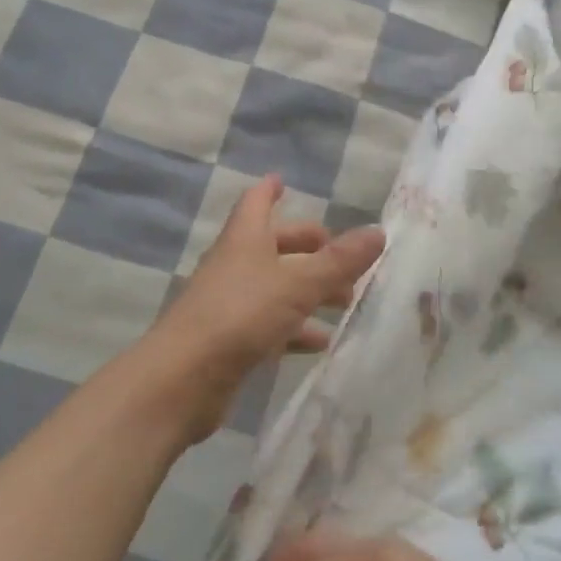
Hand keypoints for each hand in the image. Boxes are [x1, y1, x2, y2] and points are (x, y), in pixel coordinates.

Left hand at [152, 175, 382, 443]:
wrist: (181, 380)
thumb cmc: (239, 315)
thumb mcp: (297, 284)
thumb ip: (339, 261)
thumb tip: (379, 232)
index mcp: (245, 239)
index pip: (256, 202)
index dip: (270, 190)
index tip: (283, 180)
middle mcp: (235, 265)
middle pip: (273, 245)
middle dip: (307, 247)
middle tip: (342, 255)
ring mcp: (230, 304)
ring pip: (276, 286)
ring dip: (309, 290)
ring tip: (346, 301)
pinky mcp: (230, 340)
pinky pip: (271, 325)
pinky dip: (297, 328)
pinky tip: (322, 341)